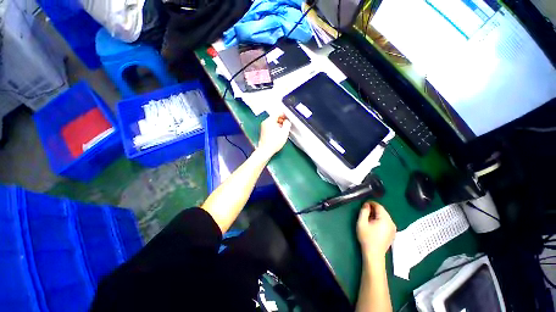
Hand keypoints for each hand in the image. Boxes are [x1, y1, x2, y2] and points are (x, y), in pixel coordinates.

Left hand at [257, 114, 291, 157]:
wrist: (265, 150)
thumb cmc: (274, 142)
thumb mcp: (284, 132)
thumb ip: (287, 124)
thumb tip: (287, 121)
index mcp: (269, 121)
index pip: (278, 113)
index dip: (284, 115)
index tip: (288, 118)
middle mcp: (265, 122)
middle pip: (275, 117)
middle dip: (282, 120)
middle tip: (287, 124)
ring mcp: (263, 127)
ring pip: (273, 122)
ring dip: (279, 124)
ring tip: (284, 129)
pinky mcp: (263, 132)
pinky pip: (270, 126)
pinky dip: (275, 127)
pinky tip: (279, 133)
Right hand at [357, 201, 396, 260]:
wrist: (374, 254)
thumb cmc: (366, 237)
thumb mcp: (361, 222)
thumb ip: (364, 211)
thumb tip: (366, 204)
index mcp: (385, 219)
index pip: (379, 206)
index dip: (371, 203)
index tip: (364, 204)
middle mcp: (391, 222)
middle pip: (383, 211)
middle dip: (374, 209)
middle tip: (365, 212)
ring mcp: (393, 228)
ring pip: (385, 216)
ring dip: (377, 214)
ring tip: (369, 218)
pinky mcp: (393, 233)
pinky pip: (387, 222)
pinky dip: (380, 220)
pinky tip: (374, 225)